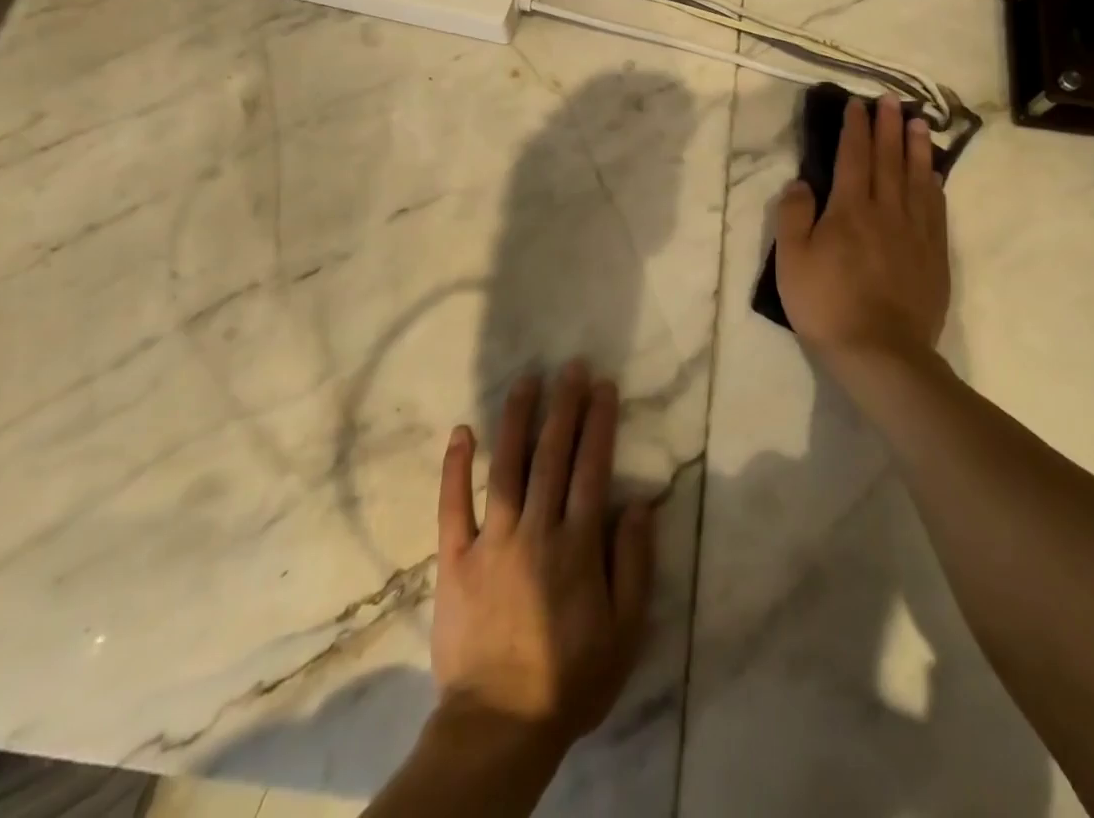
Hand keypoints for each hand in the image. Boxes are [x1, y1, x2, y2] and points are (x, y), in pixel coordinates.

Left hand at [430, 363, 654, 763]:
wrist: (498, 726)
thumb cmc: (569, 679)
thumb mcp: (624, 633)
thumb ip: (634, 565)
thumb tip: (641, 504)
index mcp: (577, 546)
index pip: (592, 469)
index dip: (599, 423)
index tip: (604, 386)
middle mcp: (536, 530)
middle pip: (553, 456)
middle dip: (564, 406)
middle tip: (571, 366)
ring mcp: (491, 541)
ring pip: (507, 467)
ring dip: (517, 420)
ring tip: (526, 380)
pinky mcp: (455, 559)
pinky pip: (453, 506)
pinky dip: (455, 467)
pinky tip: (461, 431)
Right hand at [774, 94, 950, 363]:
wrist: (880, 352)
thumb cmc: (826, 304)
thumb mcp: (791, 260)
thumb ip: (793, 215)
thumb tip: (802, 182)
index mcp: (849, 209)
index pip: (853, 157)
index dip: (855, 128)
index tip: (857, 105)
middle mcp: (887, 211)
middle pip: (889, 159)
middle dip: (888, 127)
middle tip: (891, 101)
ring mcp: (916, 232)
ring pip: (918, 178)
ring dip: (917, 147)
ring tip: (919, 122)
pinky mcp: (934, 254)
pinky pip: (936, 208)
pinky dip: (935, 183)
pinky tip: (934, 173)